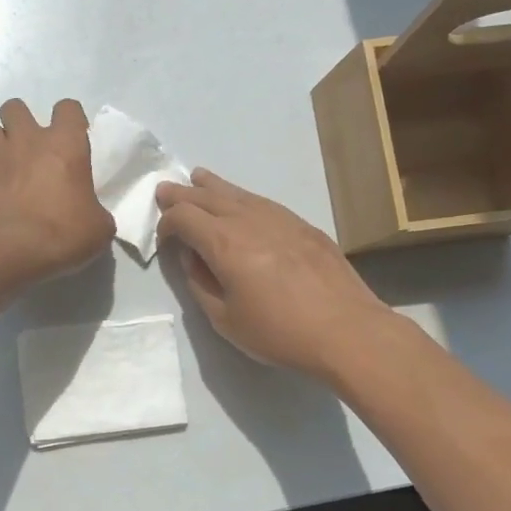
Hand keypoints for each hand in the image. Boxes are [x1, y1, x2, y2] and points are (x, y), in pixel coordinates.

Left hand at [0, 98, 114, 288]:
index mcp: (64, 145)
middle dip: (21, 121)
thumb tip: (89, 214)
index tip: (73, 139)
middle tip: (31, 148)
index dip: (71, 120)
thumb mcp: (98, 228)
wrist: (9, 253)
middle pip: (15, 107)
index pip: (68, 108)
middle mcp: (26, 141)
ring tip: (8, 165)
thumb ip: (95, 211)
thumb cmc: (61, 235)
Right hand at [155, 169, 395, 379]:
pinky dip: (241, 197)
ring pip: (236, 192)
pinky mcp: (302, 224)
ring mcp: (279, 217)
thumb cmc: (279, 332)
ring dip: (211, 186)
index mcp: (223, 243)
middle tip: (164, 191)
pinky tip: (241, 202)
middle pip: (206, 196)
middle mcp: (248, 220)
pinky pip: (261, 201)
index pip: (183, 216)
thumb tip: (191, 257)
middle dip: (181, 194)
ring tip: (197, 178)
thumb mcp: (224, 319)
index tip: (164, 240)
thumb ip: (199, 283)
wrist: (346, 330)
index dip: (166, 223)